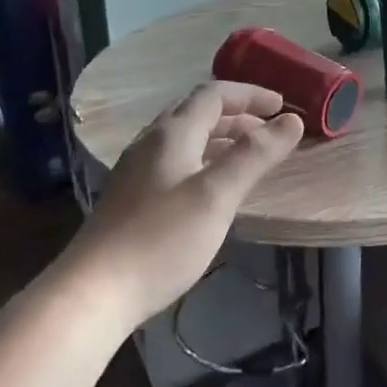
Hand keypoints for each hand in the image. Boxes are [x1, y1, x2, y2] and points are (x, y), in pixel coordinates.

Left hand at [66, 81, 303, 328]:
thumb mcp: (217, 194)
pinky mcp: (132, 198)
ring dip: (220, 138)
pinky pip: (175, 162)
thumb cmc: (161, 238)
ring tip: (249, 156)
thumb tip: (292, 120)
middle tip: (270, 131)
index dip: (250, 95)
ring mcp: (137, 170)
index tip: (283, 106)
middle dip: (238, 115)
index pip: (214, 94)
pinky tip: (212, 187)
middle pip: (197, 113)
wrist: (94, 292)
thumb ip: (255, 154)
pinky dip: (204, 160)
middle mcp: (151, 143)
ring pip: (185, 138)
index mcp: (172, 134)